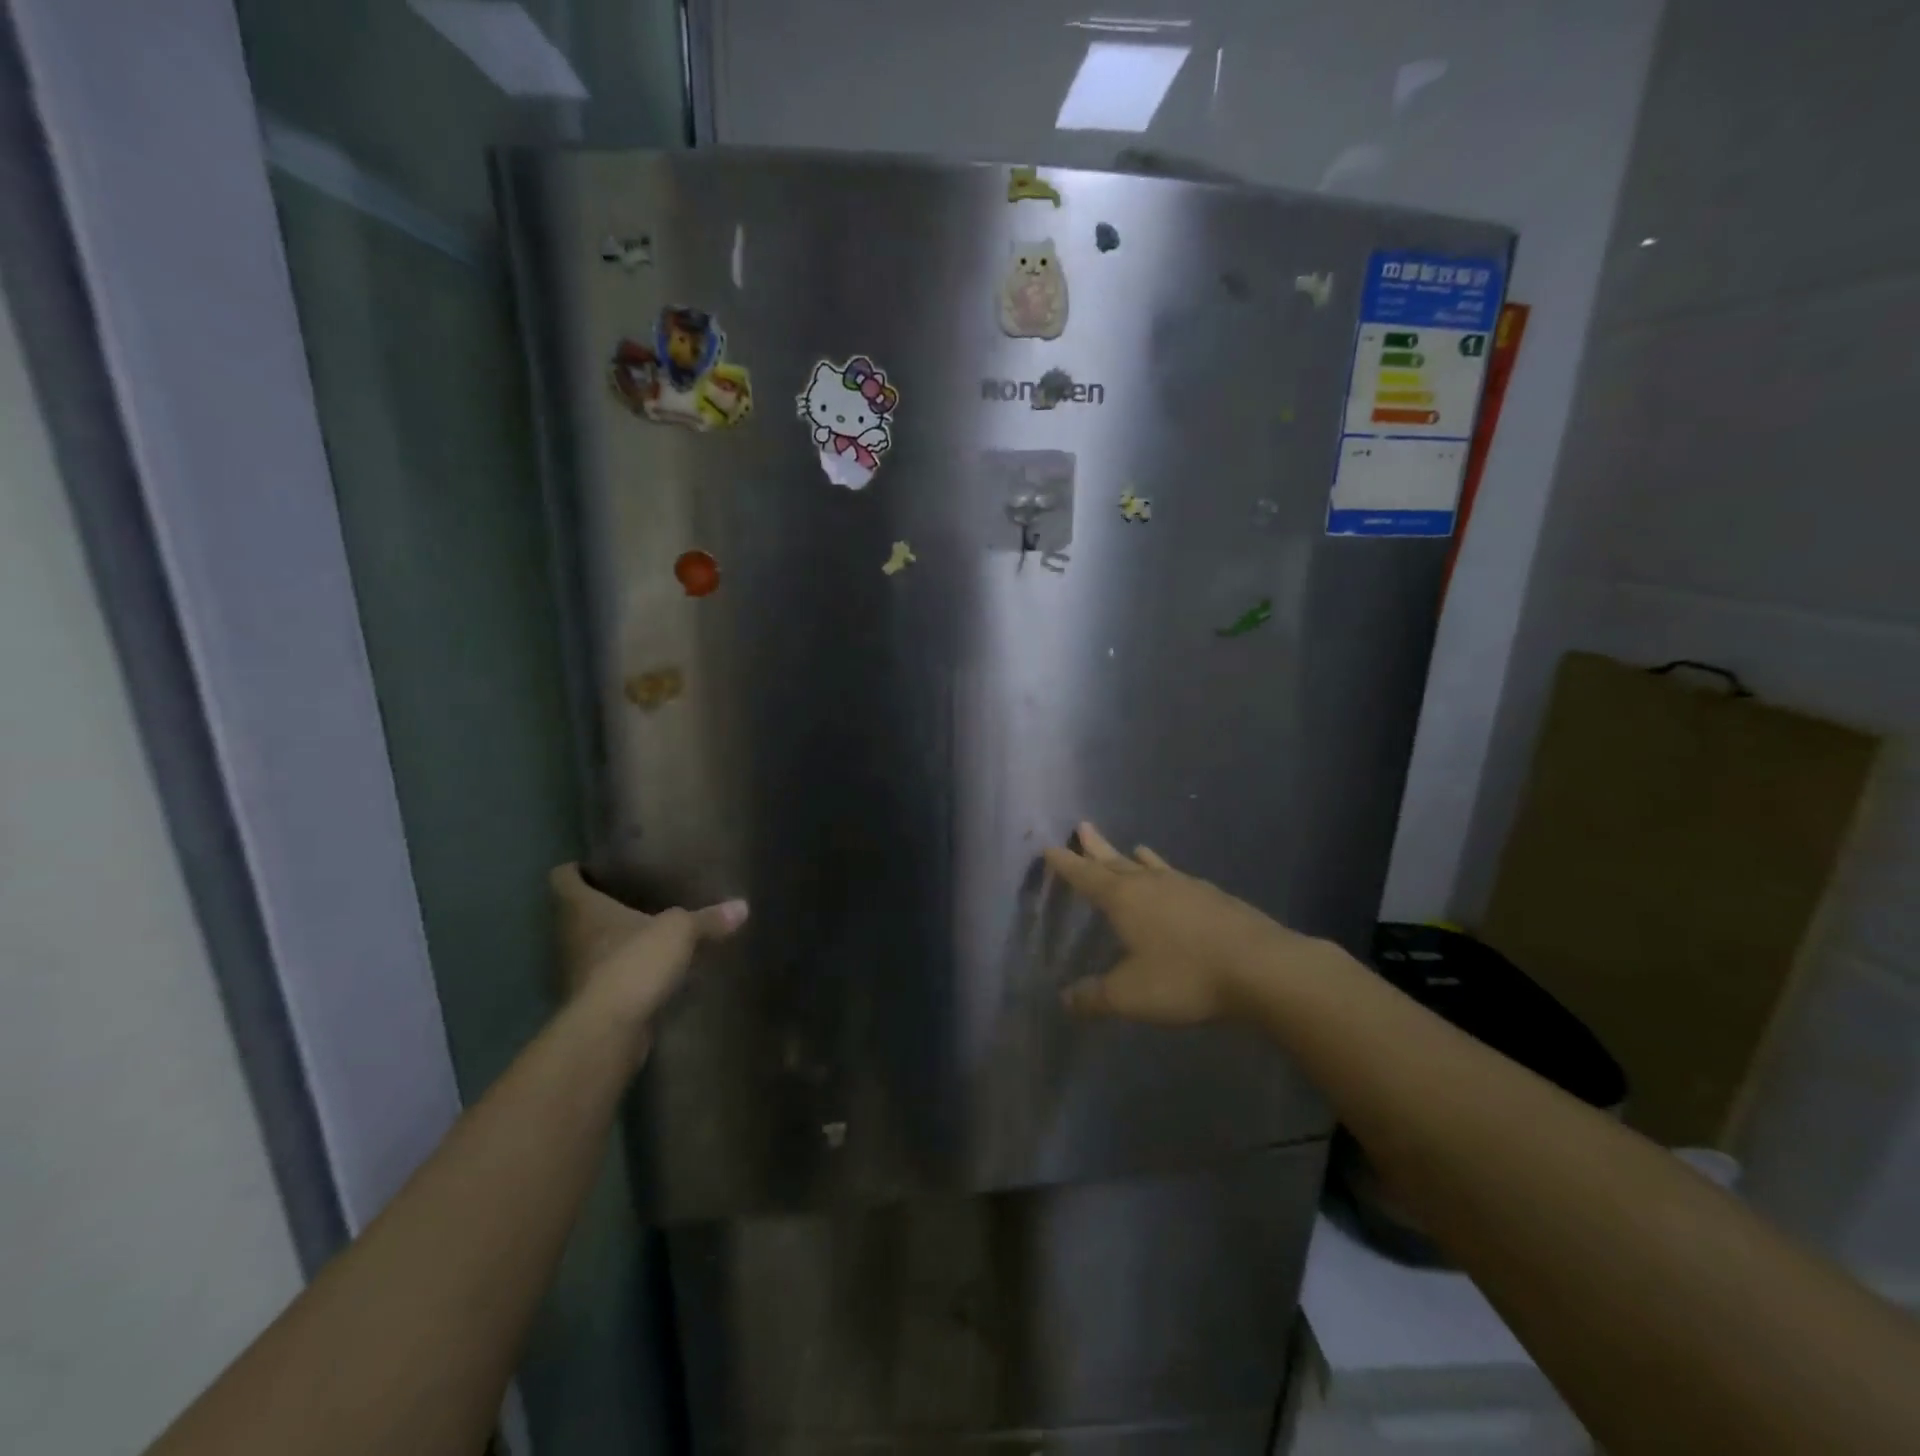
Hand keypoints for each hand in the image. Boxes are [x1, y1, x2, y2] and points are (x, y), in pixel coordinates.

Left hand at [549, 864, 746, 1048]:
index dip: (576, 869)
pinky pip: (610, 976)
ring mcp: (580, 972)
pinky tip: (652, 970)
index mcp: (582, 909)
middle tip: (635, 893)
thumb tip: (742, 906)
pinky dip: (626, 971)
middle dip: (602, 905)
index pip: (563, 878)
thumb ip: (708, 918)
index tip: (597, 865)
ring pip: (593, 946)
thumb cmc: (634, 962)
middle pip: (577, 913)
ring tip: (648, 930)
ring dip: (615, 940)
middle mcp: (572, 937)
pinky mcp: (594, 1002)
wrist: (610, 1031)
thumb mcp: (679, 931)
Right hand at [1043, 822, 1323, 1024]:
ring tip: (1133, 848)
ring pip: (1153, 867)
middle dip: (1096, 848)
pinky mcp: (1216, 899)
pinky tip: (1178, 882)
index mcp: (1124, 899)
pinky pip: (1180, 879)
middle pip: (1117, 861)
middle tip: (1083, 827)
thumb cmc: (1185, 977)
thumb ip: (1095, 997)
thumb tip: (1065, 999)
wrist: (1262, 968)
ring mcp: (1188, 887)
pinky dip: (1168, 874)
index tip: (1051, 848)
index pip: (1086, 876)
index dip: (1067, 865)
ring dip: (1136, 858)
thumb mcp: (1130, 995)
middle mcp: (1152, 885)